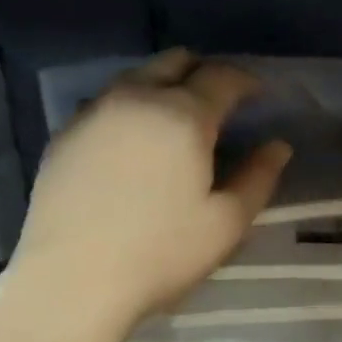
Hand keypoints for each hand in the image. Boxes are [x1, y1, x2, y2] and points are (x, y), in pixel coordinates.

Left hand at [7, 50, 292, 333]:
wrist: (71, 279)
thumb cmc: (160, 253)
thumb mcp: (225, 224)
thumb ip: (258, 179)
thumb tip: (277, 146)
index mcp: (183, 115)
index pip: (222, 77)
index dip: (246, 80)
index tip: (258, 94)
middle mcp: (136, 98)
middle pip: (174, 61)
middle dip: (203, 72)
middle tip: (218, 103)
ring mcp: (93, 112)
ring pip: (135, 77)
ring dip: (163, 86)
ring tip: (175, 121)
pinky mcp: (64, 134)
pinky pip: (105, 103)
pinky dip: (129, 109)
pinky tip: (132, 144)